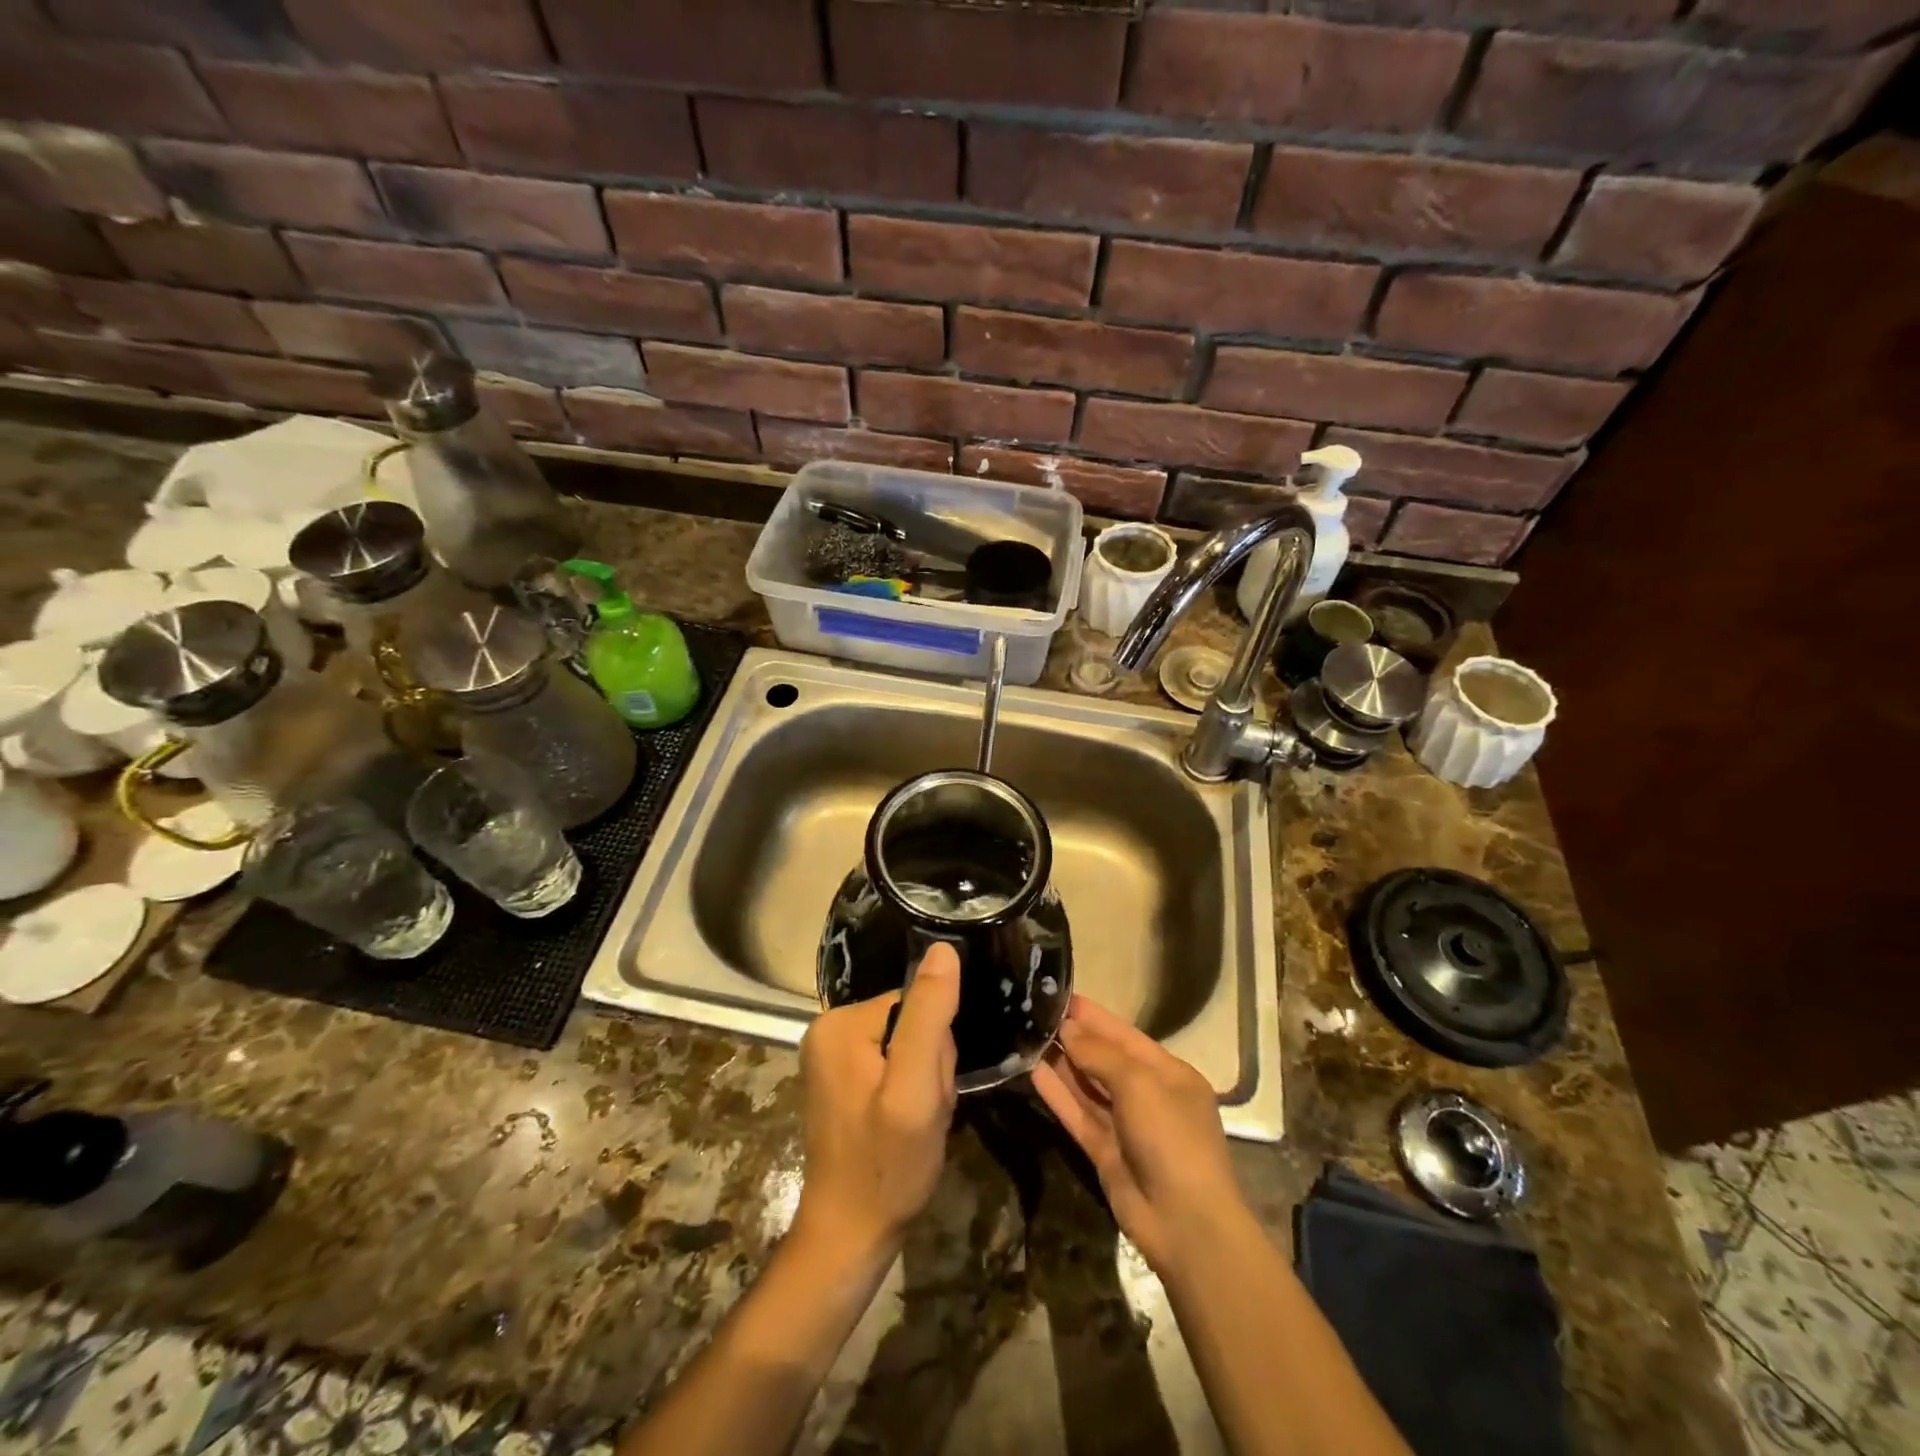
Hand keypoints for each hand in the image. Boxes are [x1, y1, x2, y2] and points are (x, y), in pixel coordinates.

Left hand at [792, 943, 960, 1265]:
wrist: (851, 1236)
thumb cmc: (887, 1165)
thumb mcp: (916, 1088)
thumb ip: (930, 1016)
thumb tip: (943, 949)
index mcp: (840, 1023)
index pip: (915, 1004)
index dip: (936, 1047)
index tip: (929, 1090)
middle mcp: (828, 1029)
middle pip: (910, 1022)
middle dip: (929, 1065)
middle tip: (921, 1111)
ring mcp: (831, 1055)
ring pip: (906, 1045)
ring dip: (922, 1081)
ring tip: (913, 1122)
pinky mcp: (841, 1079)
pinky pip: (892, 1065)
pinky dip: (908, 1092)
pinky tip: (901, 1125)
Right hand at [1032, 994, 1247, 1275]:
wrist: (1184, 1222)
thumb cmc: (1171, 1137)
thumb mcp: (1139, 1083)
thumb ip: (1099, 1054)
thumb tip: (1068, 1030)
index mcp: (1169, 1073)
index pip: (1125, 1035)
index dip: (1094, 1017)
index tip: (1060, 997)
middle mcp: (1148, 1095)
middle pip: (1105, 1059)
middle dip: (1074, 1038)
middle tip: (1035, 1014)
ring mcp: (1126, 1126)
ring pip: (1088, 1087)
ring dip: (1062, 1064)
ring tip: (1027, 1037)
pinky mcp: (1105, 1152)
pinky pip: (1078, 1115)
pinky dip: (1058, 1095)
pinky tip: (1033, 1072)